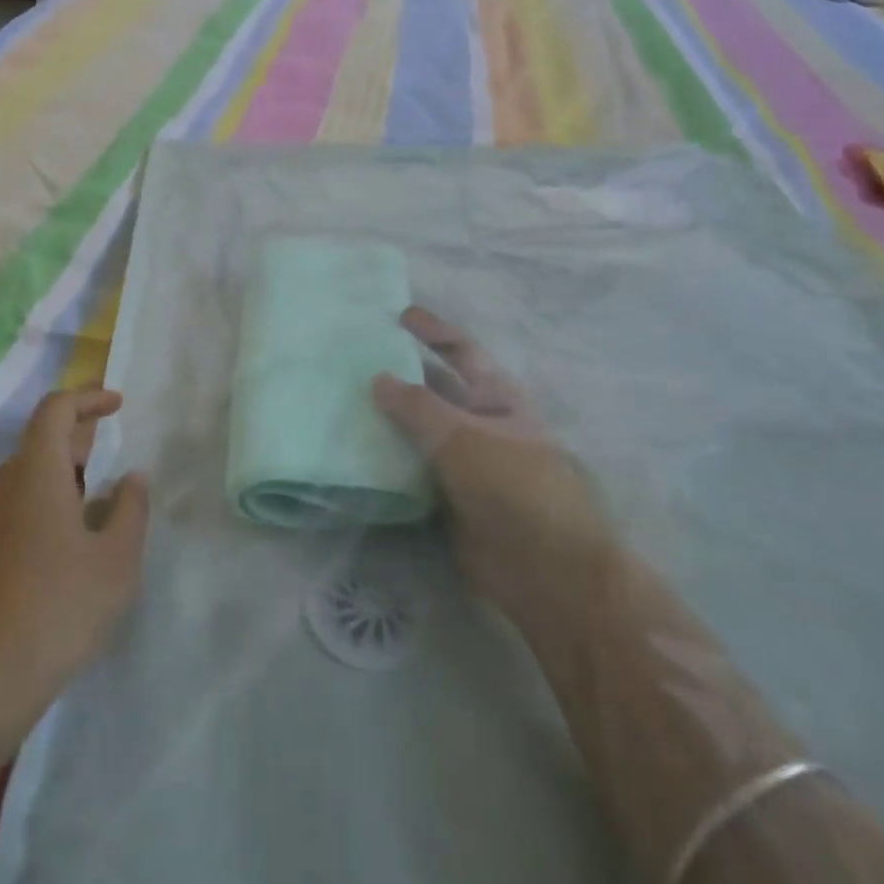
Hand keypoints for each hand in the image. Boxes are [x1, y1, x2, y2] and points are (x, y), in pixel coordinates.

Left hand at [0, 389, 149, 724]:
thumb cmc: (60, 608)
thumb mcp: (117, 559)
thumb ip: (130, 509)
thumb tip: (132, 478)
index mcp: (35, 472)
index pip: (55, 409)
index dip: (88, 398)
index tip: (117, 405)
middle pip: (38, 441)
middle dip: (77, 439)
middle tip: (109, 454)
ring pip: (22, 476)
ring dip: (57, 474)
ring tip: (89, 501)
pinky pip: (7, 506)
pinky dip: (37, 503)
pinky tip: (58, 542)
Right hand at [374, 308, 608, 624]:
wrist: (543, 568)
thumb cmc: (512, 485)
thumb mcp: (463, 435)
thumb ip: (417, 406)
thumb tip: (378, 378)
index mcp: (496, 396)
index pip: (461, 351)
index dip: (433, 330)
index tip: (398, 314)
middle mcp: (479, 423)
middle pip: (434, 389)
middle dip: (400, 374)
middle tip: (353, 361)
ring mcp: (463, 462)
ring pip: (417, 431)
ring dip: (387, 419)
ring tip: (341, 402)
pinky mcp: (446, 497)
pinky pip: (410, 469)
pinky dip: (386, 460)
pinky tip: (352, 452)